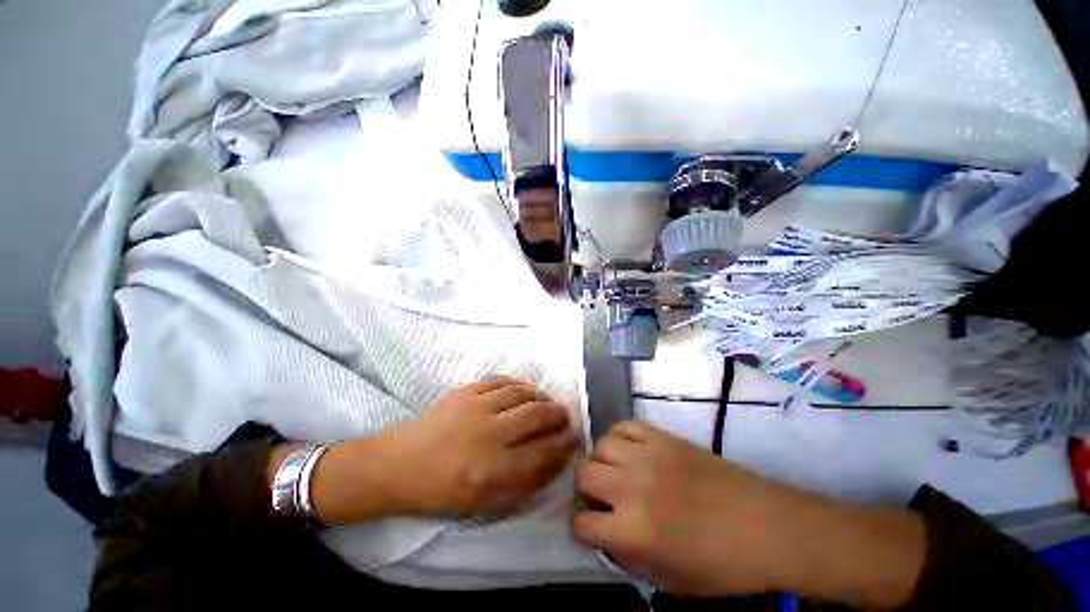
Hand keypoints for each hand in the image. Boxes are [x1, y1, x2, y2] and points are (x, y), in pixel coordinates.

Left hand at [381, 378, 579, 514]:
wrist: (402, 465)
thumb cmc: (445, 490)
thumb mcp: (487, 501)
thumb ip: (526, 482)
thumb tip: (557, 459)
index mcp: (494, 470)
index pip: (544, 451)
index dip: (565, 442)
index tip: (575, 437)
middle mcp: (490, 435)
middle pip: (537, 415)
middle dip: (558, 414)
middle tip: (564, 415)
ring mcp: (477, 408)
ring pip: (523, 393)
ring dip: (541, 396)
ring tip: (546, 402)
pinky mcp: (467, 391)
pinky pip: (502, 381)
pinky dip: (519, 384)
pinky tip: (525, 390)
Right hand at [573, 420, 791, 595]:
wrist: (766, 526)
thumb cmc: (722, 565)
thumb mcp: (670, 582)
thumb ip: (629, 560)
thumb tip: (606, 536)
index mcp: (633, 532)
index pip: (582, 524)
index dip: (580, 527)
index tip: (590, 527)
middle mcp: (632, 487)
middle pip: (584, 474)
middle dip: (585, 489)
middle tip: (601, 497)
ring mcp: (647, 456)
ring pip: (600, 445)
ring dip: (601, 461)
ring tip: (616, 471)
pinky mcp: (663, 437)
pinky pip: (626, 426)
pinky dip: (619, 437)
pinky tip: (628, 450)